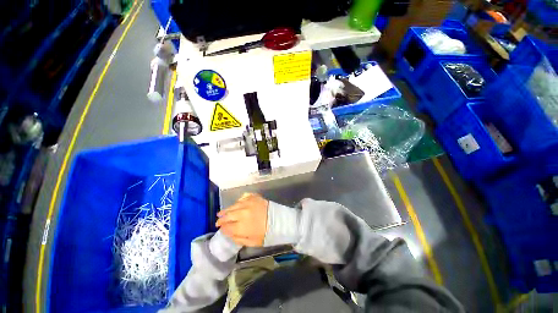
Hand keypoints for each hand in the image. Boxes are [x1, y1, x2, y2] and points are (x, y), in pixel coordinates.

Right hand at [216, 193, 268, 246]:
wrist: (280, 220)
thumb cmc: (267, 233)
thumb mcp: (252, 242)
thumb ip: (238, 238)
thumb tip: (228, 234)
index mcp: (241, 226)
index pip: (226, 227)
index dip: (222, 228)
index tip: (220, 229)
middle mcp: (242, 213)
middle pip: (227, 215)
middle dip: (221, 219)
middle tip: (218, 221)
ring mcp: (248, 203)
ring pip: (233, 206)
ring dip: (227, 210)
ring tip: (222, 212)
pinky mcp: (253, 197)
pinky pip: (242, 198)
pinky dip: (238, 201)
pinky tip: (236, 204)